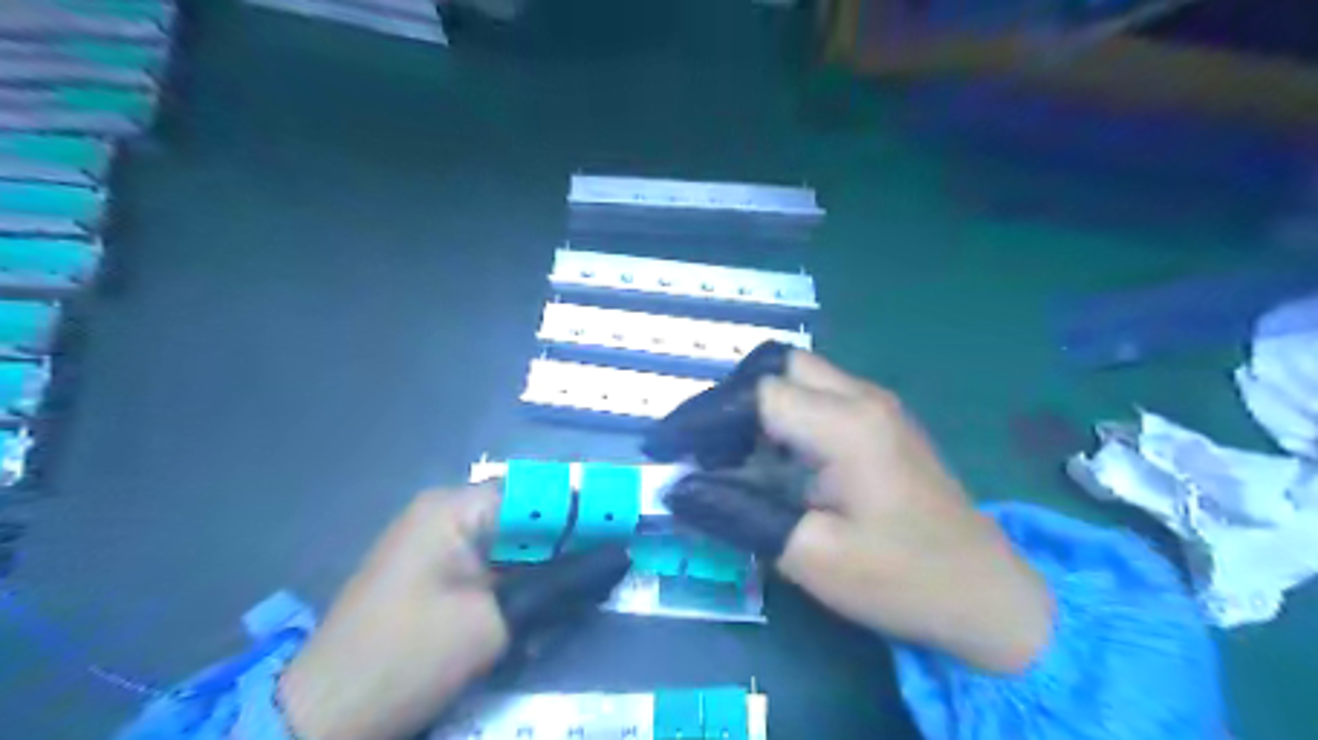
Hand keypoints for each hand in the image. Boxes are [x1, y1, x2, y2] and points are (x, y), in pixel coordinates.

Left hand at [278, 484, 626, 739]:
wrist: (321, 720)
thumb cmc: (407, 658)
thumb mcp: (494, 622)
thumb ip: (562, 584)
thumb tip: (621, 556)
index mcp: (455, 509)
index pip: (537, 492)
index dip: (583, 507)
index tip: (626, 528)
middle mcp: (447, 515)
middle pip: (527, 517)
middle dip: (569, 544)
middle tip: (613, 566)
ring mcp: (439, 546)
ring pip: (514, 546)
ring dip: (547, 570)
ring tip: (584, 592)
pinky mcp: (437, 577)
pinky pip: (495, 569)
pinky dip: (523, 587)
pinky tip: (543, 612)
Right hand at [655, 348, 1057, 675]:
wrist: (987, 596)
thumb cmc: (902, 579)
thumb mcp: (811, 556)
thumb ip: (738, 514)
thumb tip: (679, 489)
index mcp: (847, 426)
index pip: (756, 395)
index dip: (703, 417)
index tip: (664, 447)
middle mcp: (863, 398)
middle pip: (778, 365)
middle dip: (730, 397)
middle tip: (702, 445)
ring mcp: (877, 406)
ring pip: (798, 376)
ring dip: (755, 405)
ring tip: (727, 454)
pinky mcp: (882, 422)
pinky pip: (818, 396)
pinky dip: (781, 415)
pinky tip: (770, 457)